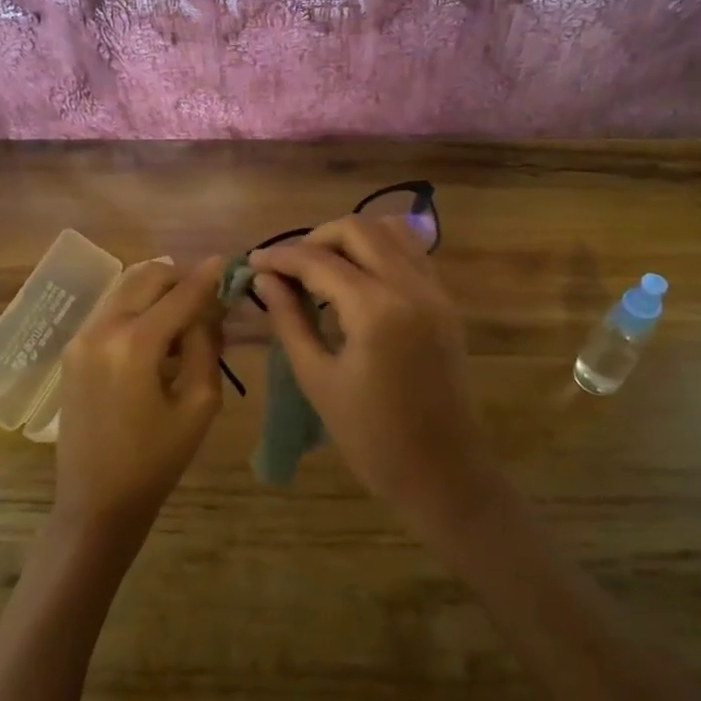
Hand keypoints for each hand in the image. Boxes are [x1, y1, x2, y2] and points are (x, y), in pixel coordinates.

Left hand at [55, 257, 224, 539]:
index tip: (227, 260)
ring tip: (186, 312)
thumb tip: (209, 309)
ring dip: (158, 290)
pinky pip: (111, 310)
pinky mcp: (72, 351)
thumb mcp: (199, 404)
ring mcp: (81, 338)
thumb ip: (205, 346)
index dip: (206, 277)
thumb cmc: (157, 460)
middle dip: (180, 277)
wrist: (97, 500)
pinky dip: (138, 307)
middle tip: (207, 293)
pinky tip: (158, 331)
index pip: (179, 295)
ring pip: (125, 289)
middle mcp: (101, 330)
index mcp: (134, 345)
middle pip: (146, 277)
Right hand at [251, 219, 501, 539]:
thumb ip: (290, 320)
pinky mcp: (446, 303)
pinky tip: (356, 280)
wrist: (442, 471)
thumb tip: (265, 279)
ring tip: (322, 269)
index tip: (254, 261)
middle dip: (316, 238)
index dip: (281, 257)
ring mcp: (435, 291)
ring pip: (391, 231)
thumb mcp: (317, 378)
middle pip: (359, 229)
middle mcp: (411, 287)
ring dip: (352, 239)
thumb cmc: (370, 437)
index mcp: (376, 310)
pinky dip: (380, 251)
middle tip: (288, 268)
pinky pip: (412, 254)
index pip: (320, 261)